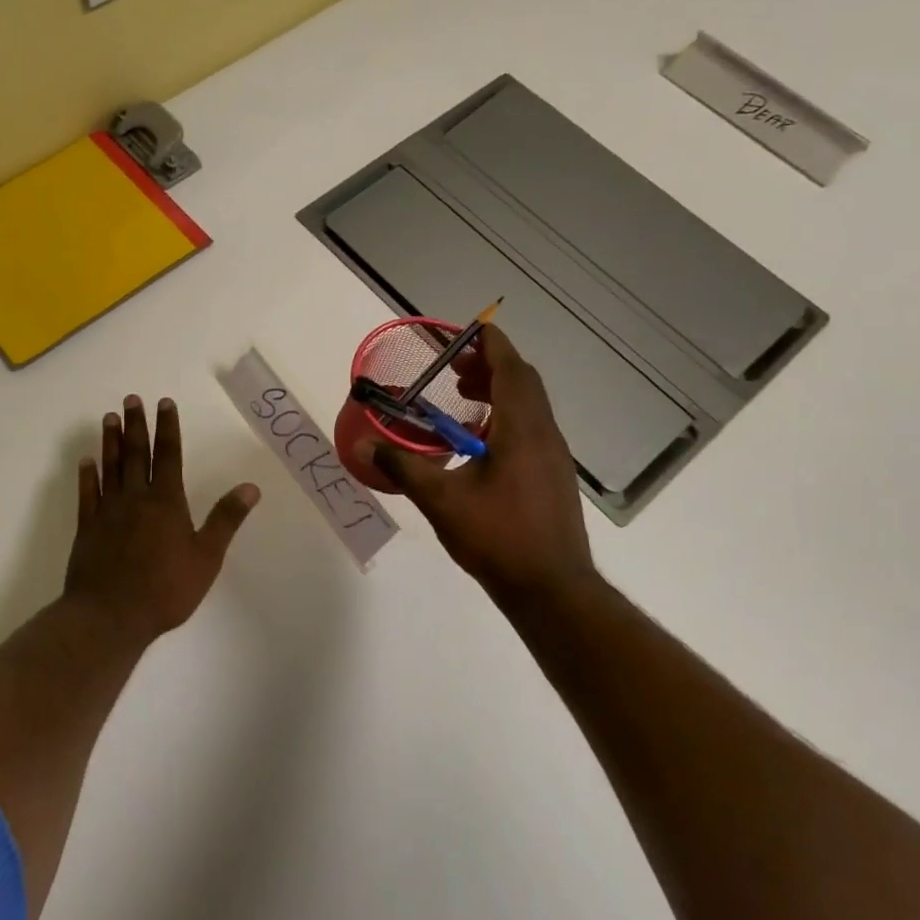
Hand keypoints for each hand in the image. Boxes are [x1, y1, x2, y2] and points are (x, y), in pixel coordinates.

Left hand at [65, 395, 260, 642]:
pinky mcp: (87, 528)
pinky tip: (86, 461)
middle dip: (136, 424)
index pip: (169, 455)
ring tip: (109, 418)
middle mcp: (136, 498)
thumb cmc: (165, 589)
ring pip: (110, 467)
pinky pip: (87, 494)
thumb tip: (250, 487)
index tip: (165, 403)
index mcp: (167, 502)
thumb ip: (226, 519)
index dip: (168, 428)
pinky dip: (87, 475)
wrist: (110, 616)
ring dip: (111, 441)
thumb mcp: (206, 557)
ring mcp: (108, 511)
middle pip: (137, 454)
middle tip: (132, 398)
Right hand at [359, 325, 598, 610]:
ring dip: (498, 393)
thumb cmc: (499, 538)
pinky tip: (478, 443)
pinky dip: (505, 418)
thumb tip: (365, 446)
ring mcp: (553, 457)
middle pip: (523, 383)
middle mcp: (544, 434)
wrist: (552, 589)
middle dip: (491, 367)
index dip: (493, 345)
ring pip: (529, 407)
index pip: (511, 370)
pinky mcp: (552, 477)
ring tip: (462, 399)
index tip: (472, 329)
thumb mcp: (442, 500)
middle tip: (455, 368)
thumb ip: (403, 467)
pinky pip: (530, 429)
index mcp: (522, 429)